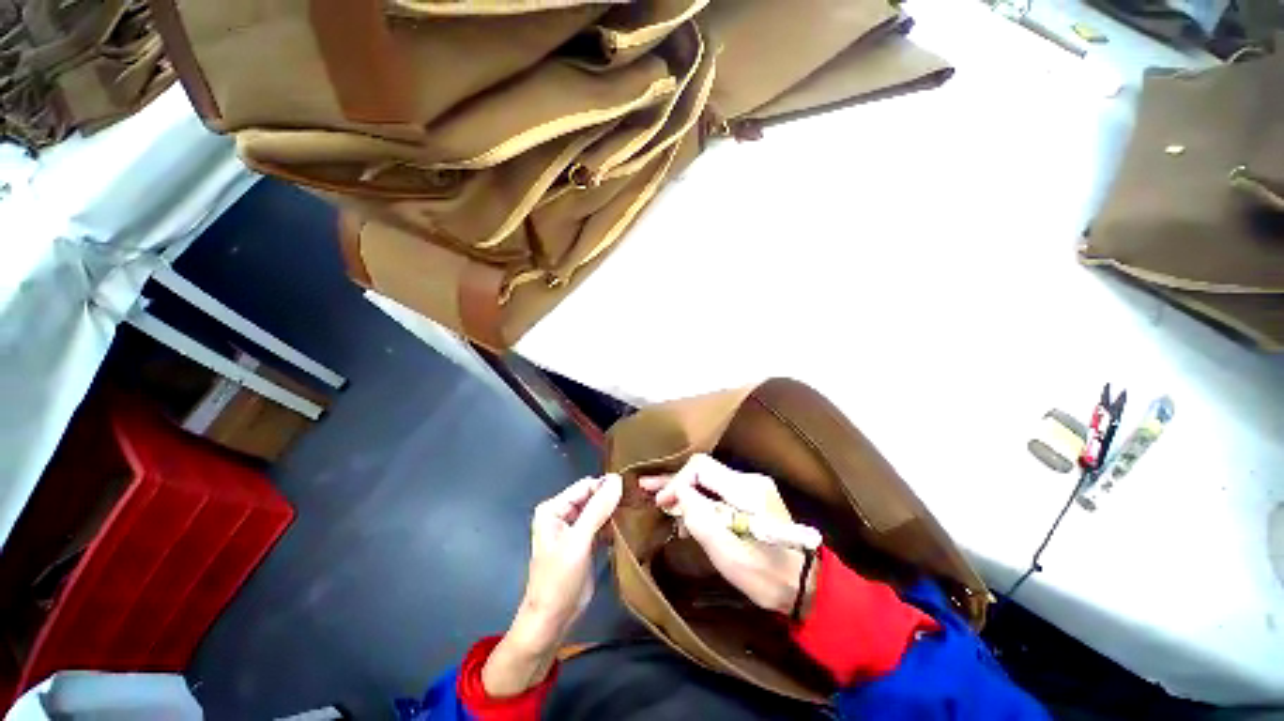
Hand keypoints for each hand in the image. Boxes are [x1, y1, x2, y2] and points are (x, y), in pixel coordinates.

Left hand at [483, 474, 621, 696]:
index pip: (585, 486)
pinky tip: (628, 524)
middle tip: (638, 498)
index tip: (633, 488)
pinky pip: (601, 524)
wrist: (552, 620)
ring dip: (614, 510)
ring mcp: (573, 528)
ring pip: (598, 510)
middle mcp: (562, 513)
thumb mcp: (579, 541)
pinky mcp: (584, 542)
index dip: (607, 486)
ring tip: (637, 508)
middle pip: (592, 497)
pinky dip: (612, 524)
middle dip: (612, 497)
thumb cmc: (559, 579)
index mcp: (553, 508)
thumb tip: (617, 479)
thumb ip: (598, 509)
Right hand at [640, 455, 816, 616]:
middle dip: (674, 480)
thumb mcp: (728, 553)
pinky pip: (717, 491)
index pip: (700, 467)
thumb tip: (678, 493)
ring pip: (708, 480)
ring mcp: (751, 488)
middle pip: (703, 470)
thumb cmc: (767, 575)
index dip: (676, 481)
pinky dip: (697, 500)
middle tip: (646, 486)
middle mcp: (749, 480)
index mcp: (745, 489)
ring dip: (684, 490)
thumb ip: (701, 518)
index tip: (662, 504)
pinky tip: (685, 515)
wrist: (806, 587)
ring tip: (661, 502)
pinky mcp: (751, 499)